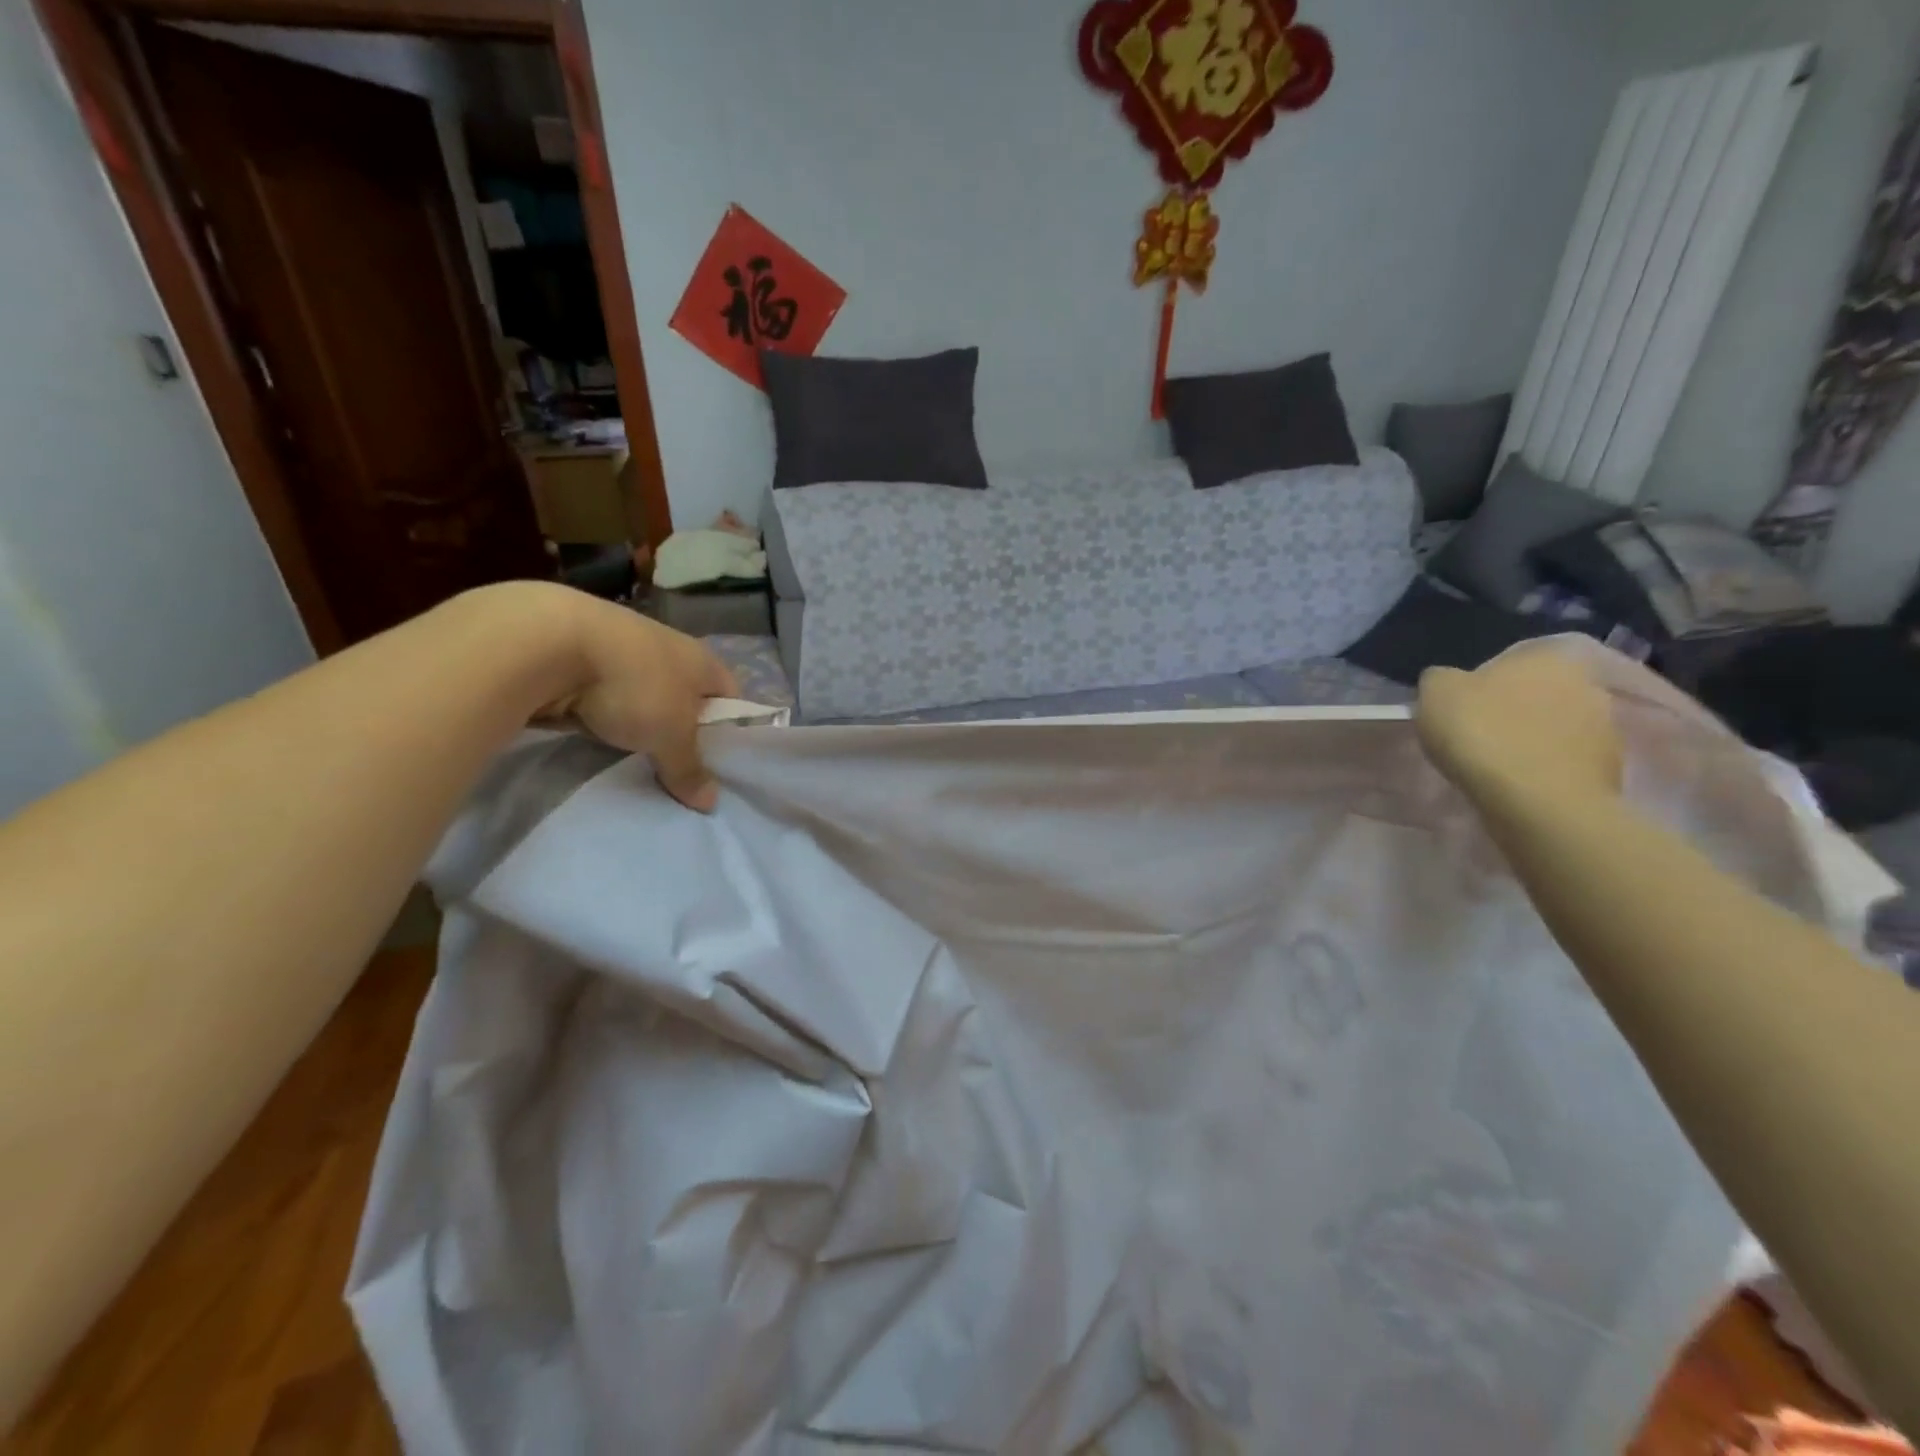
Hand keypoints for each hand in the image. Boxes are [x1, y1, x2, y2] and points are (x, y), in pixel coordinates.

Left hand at [538, 593, 738, 811]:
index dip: (729, 728)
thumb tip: (712, 803)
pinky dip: (603, 715)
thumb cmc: (633, 685)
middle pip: (685, 697)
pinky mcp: (583, 656)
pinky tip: (596, 736)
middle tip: (676, 768)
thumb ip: (690, 768)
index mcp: (702, 659)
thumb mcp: (670, 736)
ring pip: (643, 696)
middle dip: (680, 730)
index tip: (718, 762)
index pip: (731, 696)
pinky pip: (605, 696)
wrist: (547, 642)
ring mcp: (624, 649)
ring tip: (635, 758)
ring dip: (639, 722)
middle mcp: (669, 649)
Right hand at [1416, 647, 1622, 809]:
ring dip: (1532, 740)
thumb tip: (1447, 681)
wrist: (1537, 801)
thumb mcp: (1435, 693)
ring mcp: (1605, 726)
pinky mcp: (1610, 767)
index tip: (1461, 710)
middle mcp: (1586, 682)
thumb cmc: (1483, 734)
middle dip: (1512, 710)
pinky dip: (1545, 768)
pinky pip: (1566, 760)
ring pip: (1555, 727)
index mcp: (1546, 656)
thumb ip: (1441, 679)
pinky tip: (1520, 785)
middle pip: (1536, 693)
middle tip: (1478, 737)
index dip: (1480, 685)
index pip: (1508, 661)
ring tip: (1498, 767)